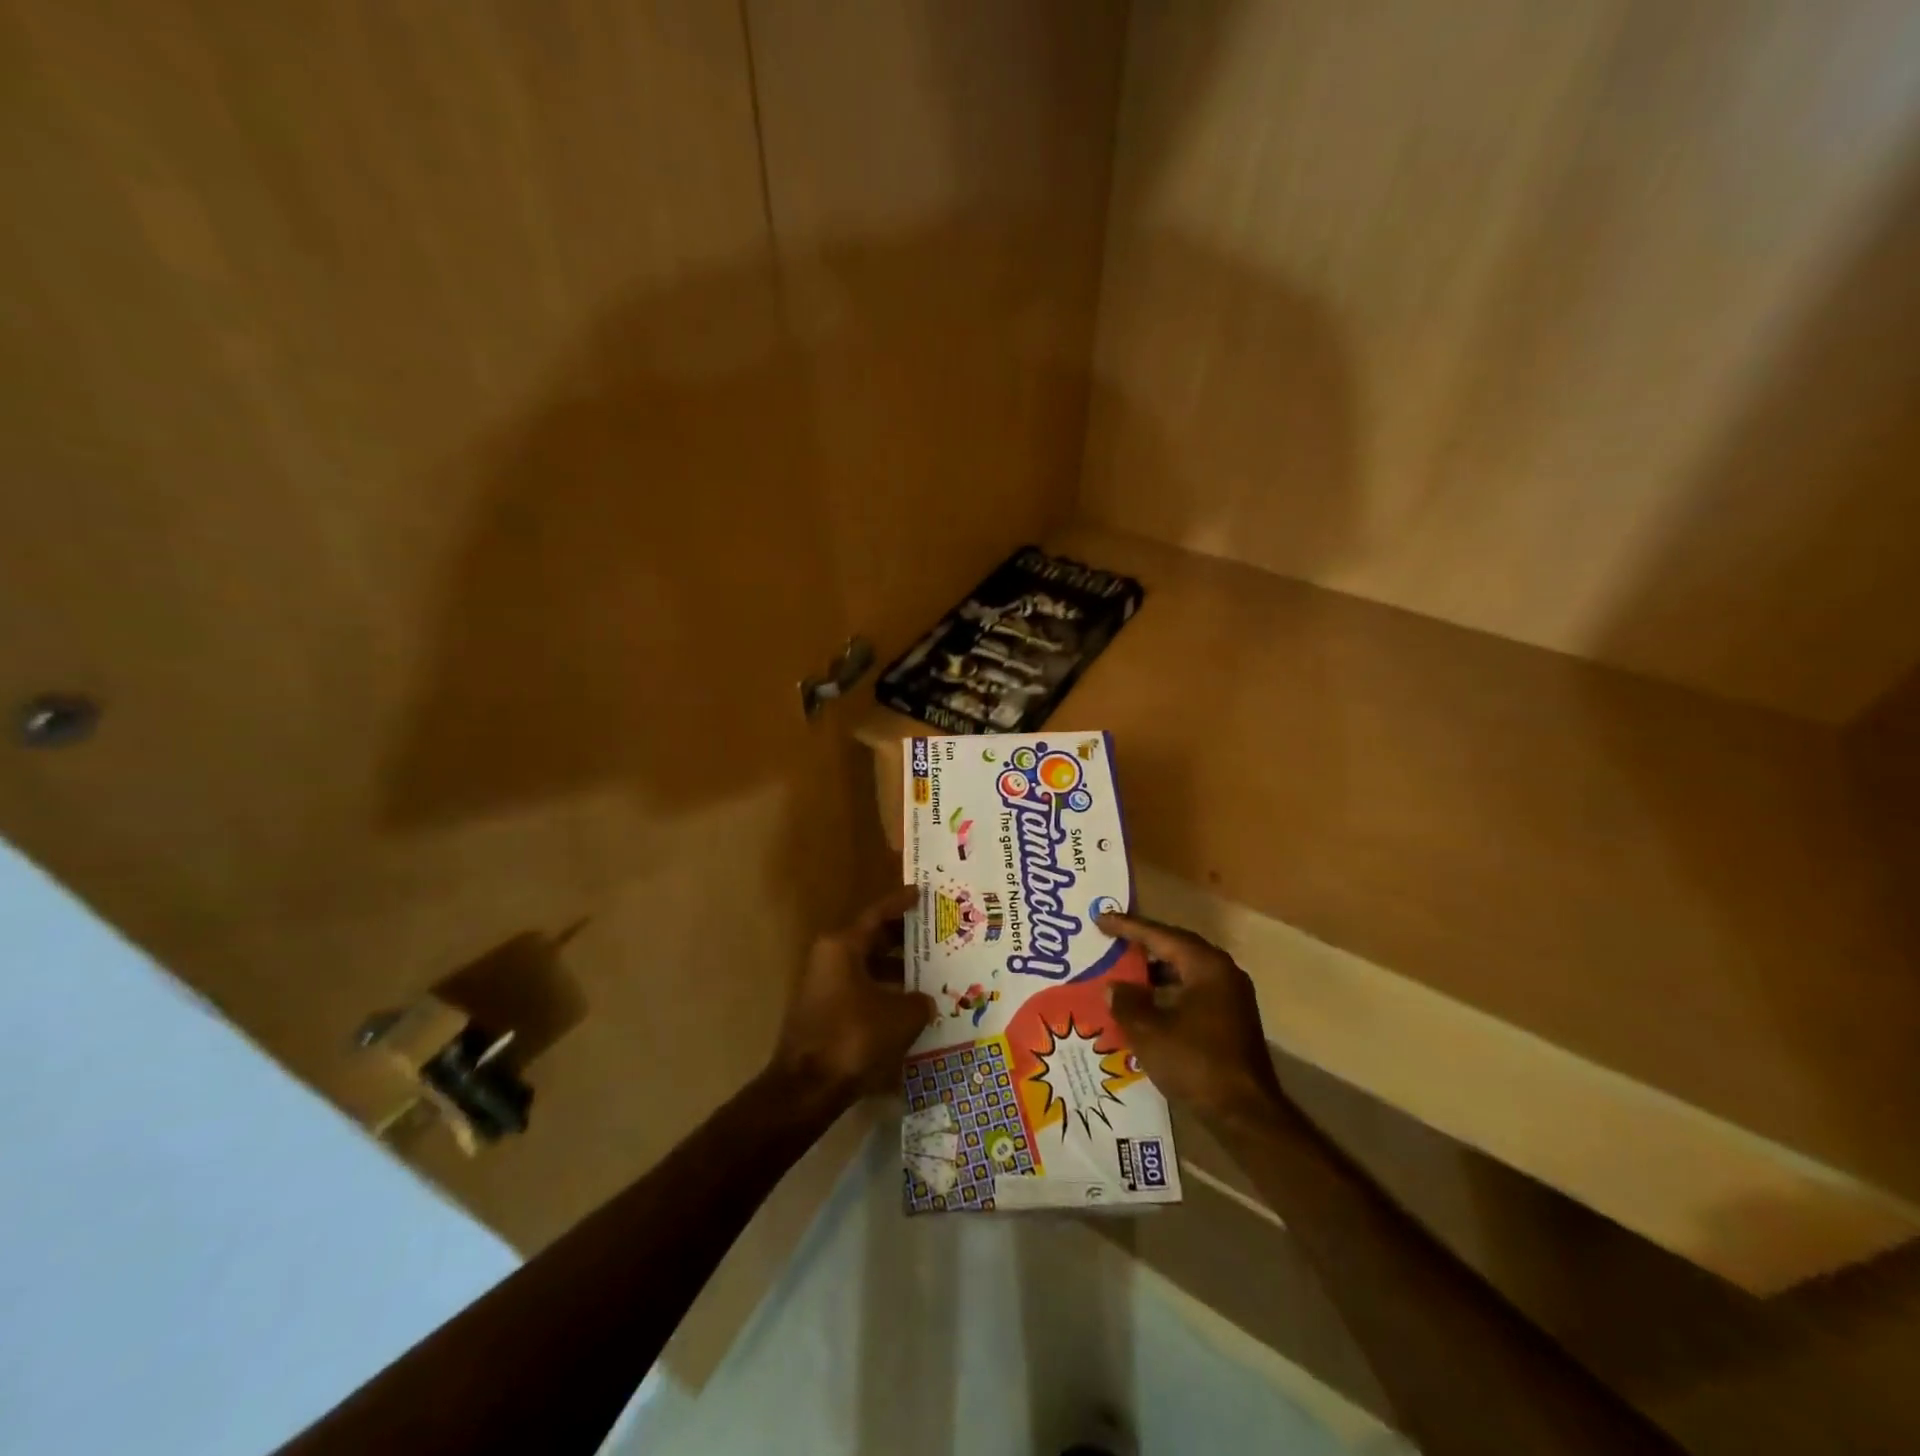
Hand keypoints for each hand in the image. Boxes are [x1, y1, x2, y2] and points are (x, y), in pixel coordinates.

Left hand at [771, 885, 935, 1102]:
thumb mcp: (900, 1016)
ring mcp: (824, 986)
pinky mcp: (825, 1012)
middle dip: (903, 938)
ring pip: (867, 967)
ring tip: (930, 973)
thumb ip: (919, 1001)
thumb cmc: (854, 1038)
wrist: (807, 1088)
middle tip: (935, 935)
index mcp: (842, 946)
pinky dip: (884, 992)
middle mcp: (829, 958)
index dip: (900, 903)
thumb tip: (925, 1001)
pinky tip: (910, 1006)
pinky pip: (861, 990)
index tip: (920, 894)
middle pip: (871, 939)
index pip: (876, 914)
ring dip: (896, 969)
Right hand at [1096, 910, 1289, 1123]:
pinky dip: (1166, 993)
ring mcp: (1230, 998)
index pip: (1160, 935)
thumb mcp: (1148, 1031)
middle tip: (1111, 939)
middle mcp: (1223, 973)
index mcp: (1206, 966)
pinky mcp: (1230, 1021)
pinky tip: (1144, 1005)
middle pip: (1176, 949)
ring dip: (1153, 972)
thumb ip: (1126, 1001)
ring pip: (1184, 973)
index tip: (1100, 918)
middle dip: (1142, 945)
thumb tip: (1114, 986)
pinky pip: (1191, 993)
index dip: (1127, 927)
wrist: (1245, 1115)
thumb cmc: (1195, 1062)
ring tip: (1122, 971)